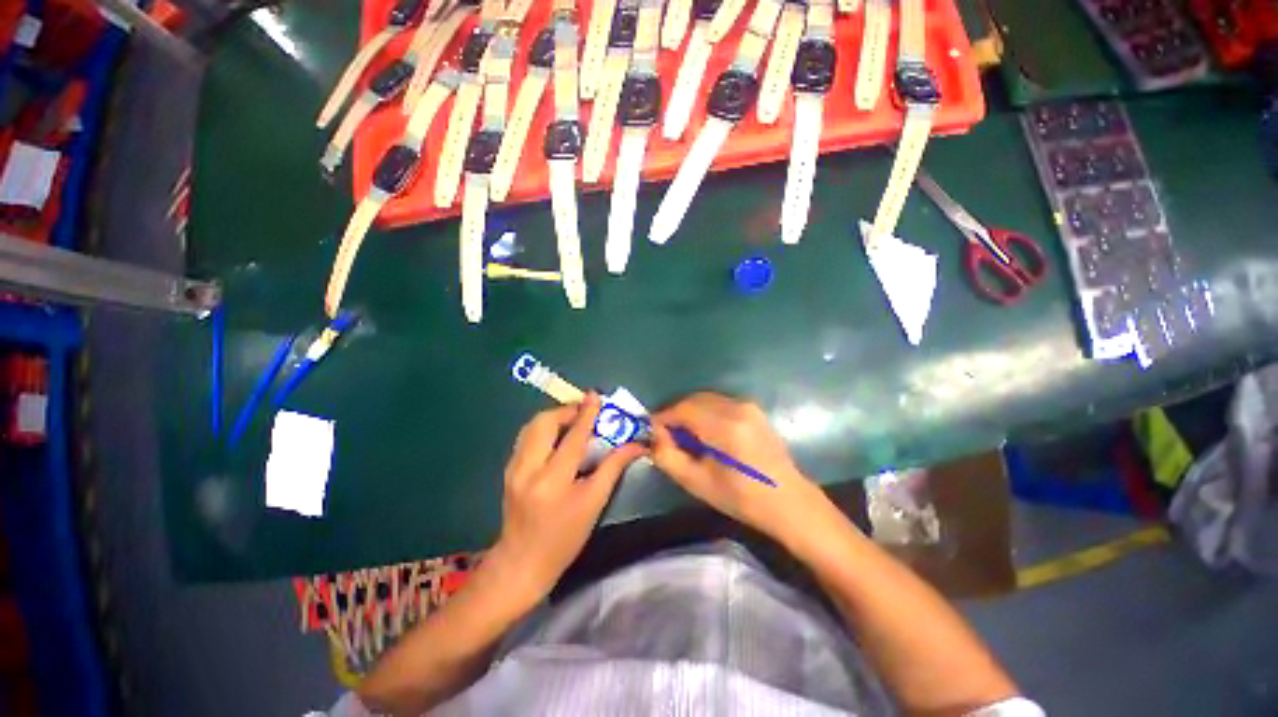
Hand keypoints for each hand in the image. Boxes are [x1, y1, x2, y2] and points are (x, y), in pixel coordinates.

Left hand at [490, 394, 646, 603]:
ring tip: (573, 420)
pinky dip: (544, 428)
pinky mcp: (508, 469)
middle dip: (566, 410)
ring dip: (554, 417)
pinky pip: (526, 437)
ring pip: (532, 426)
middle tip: (585, 411)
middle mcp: (528, 468)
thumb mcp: (594, 503)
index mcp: (553, 479)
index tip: (596, 395)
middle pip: (544, 422)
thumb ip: (614, 467)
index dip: (586, 414)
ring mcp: (514, 468)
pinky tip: (557, 436)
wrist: (522, 563)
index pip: (573, 437)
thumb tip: (637, 445)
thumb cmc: (565, 537)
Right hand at [650, 392, 843, 552]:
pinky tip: (705, 433)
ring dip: (689, 413)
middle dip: (675, 414)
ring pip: (705, 400)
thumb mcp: (697, 483)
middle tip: (666, 436)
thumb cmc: (742, 498)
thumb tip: (653, 436)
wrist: (788, 501)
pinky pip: (719, 403)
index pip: (682, 409)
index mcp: (725, 427)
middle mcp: (737, 408)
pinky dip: (705, 413)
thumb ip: (668, 456)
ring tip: (684, 436)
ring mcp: (748, 406)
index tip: (651, 432)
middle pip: (693, 400)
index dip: (662, 418)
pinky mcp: (754, 409)